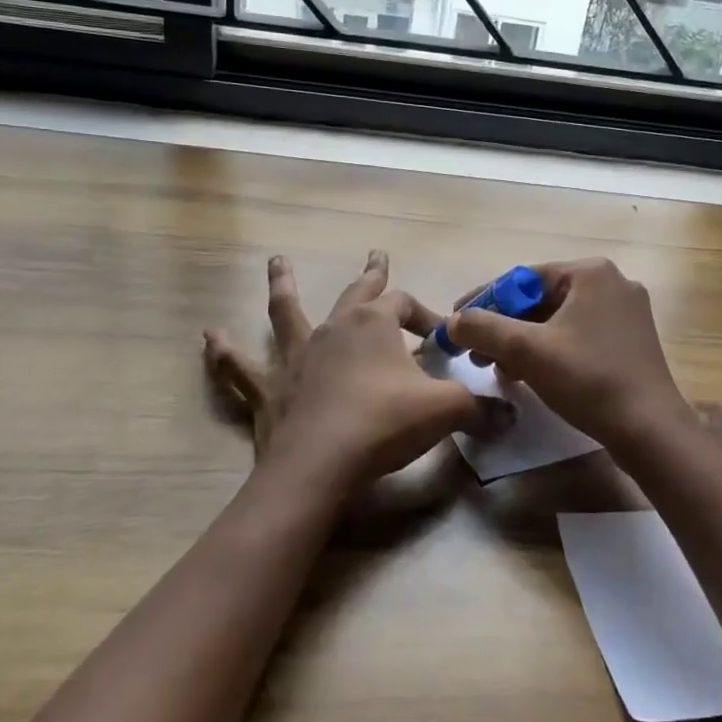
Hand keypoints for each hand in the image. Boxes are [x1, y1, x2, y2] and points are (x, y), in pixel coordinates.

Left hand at [204, 251, 502, 496]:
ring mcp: (296, 356)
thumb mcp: (444, 411)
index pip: (406, 305)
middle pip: (356, 293)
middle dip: (371, 275)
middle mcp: (334, 329)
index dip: (427, 316)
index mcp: (374, 324)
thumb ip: (479, 408)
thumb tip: (511, 415)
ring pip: (288, 312)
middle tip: (376, 256)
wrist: (321, 465)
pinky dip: (226, 352)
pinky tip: (209, 337)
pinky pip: (242, 367)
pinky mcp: (270, 388)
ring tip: (276, 263)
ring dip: (283, 286)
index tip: (444, 339)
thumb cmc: (384, 425)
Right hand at [443, 258, 696, 451]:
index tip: (456, 322)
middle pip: (541, 299)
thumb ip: (484, 328)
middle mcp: (612, 283)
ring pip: (558, 320)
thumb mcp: (527, 351)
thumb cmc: (588, 379)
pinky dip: (550, 351)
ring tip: (498, 369)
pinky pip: (578, 336)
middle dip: (504, 326)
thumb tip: (453, 321)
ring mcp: (625, 313)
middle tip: (475, 353)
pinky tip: (529, 376)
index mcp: (591, 272)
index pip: (523, 278)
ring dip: (524, 343)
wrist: (649, 429)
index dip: (484, 300)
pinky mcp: (630, 341)